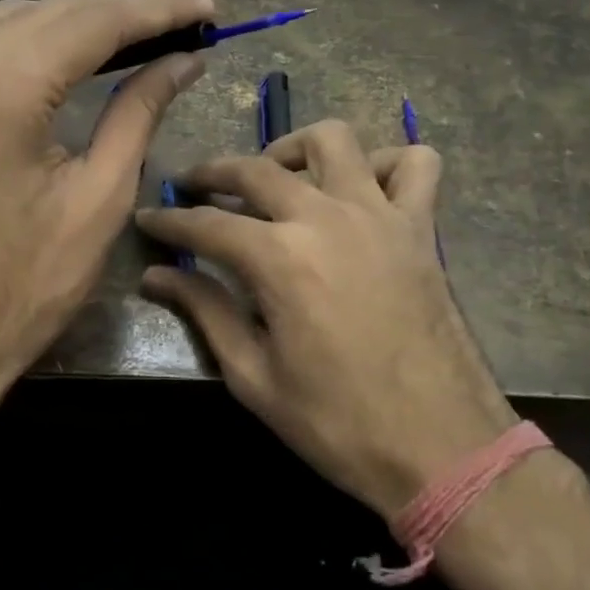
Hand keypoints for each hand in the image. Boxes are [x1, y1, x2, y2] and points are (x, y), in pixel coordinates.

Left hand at [0, 0, 211, 441]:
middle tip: (184, 24)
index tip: (207, 10)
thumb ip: (139, 112)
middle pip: (55, 12)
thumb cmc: (27, 282)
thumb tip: (183, 60)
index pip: (93, 23)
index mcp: (4, 91)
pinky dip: (36, 39)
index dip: (157, 11)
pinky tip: (69, 55)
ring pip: (18, 20)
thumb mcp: (100, 197)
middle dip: (123, 12)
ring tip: (139, 37)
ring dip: (79, 22)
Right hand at [135, 119, 515, 516]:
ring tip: (276, 177)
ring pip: (333, 140)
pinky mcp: (421, 228)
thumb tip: (156, 276)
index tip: (147, 219)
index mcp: (279, 258)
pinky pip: (414, 164)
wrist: (442, 449)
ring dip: (295, 149)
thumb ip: (205, 312)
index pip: (205, 225)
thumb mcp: (254, 377)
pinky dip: (385, 163)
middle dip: (213, 173)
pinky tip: (362, 188)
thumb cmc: (338, 423)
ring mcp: (379, 215)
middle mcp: (325, 217)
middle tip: (192, 187)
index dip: (169, 221)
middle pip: (255, 169)